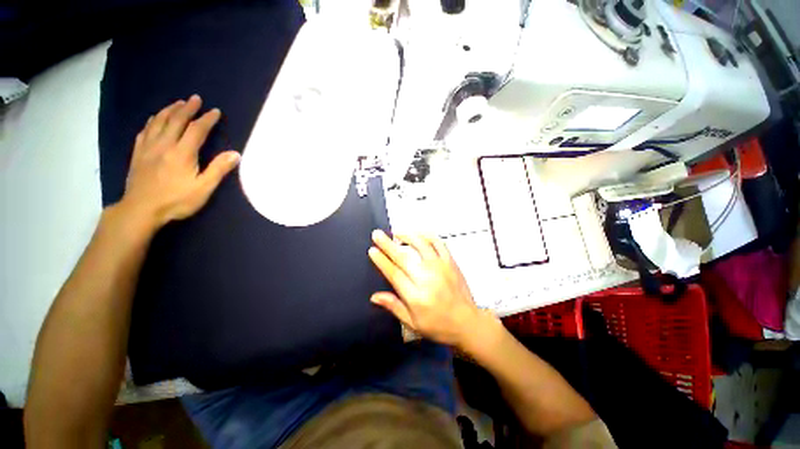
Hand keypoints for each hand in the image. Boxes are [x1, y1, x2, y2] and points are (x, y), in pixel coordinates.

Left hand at [117, 94, 239, 228]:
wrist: (140, 210)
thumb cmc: (176, 201)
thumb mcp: (203, 188)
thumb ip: (218, 170)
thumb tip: (236, 154)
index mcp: (182, 153)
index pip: (197, 130)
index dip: (207, 119)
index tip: (215, 111)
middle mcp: (164, 145)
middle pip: (176, 120)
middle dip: (187, 108)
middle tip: (195, 98)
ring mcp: (148, 148)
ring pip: (158, 122)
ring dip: (170, 110)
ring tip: (178, 103)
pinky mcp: (138, 153)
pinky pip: (145, 131)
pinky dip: (152, 121)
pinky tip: (155, 118)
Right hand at [368, 230, 487, 347]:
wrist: (468, 323)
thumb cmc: (438, 326)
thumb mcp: (413, 323)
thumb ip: (394, 306)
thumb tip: (374, 296)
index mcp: (416, 296)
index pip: (394, 273)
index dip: (381, 260)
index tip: (372, 250)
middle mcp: (427, 278)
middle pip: (404, 257)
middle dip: (387, 244)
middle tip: (377, 234)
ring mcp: (441, 267)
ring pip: (421, 245)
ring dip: (407, 236)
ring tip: (396, 232)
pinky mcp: (451, 262)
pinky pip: (439, 243)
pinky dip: (428, 236)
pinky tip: (419, 234)